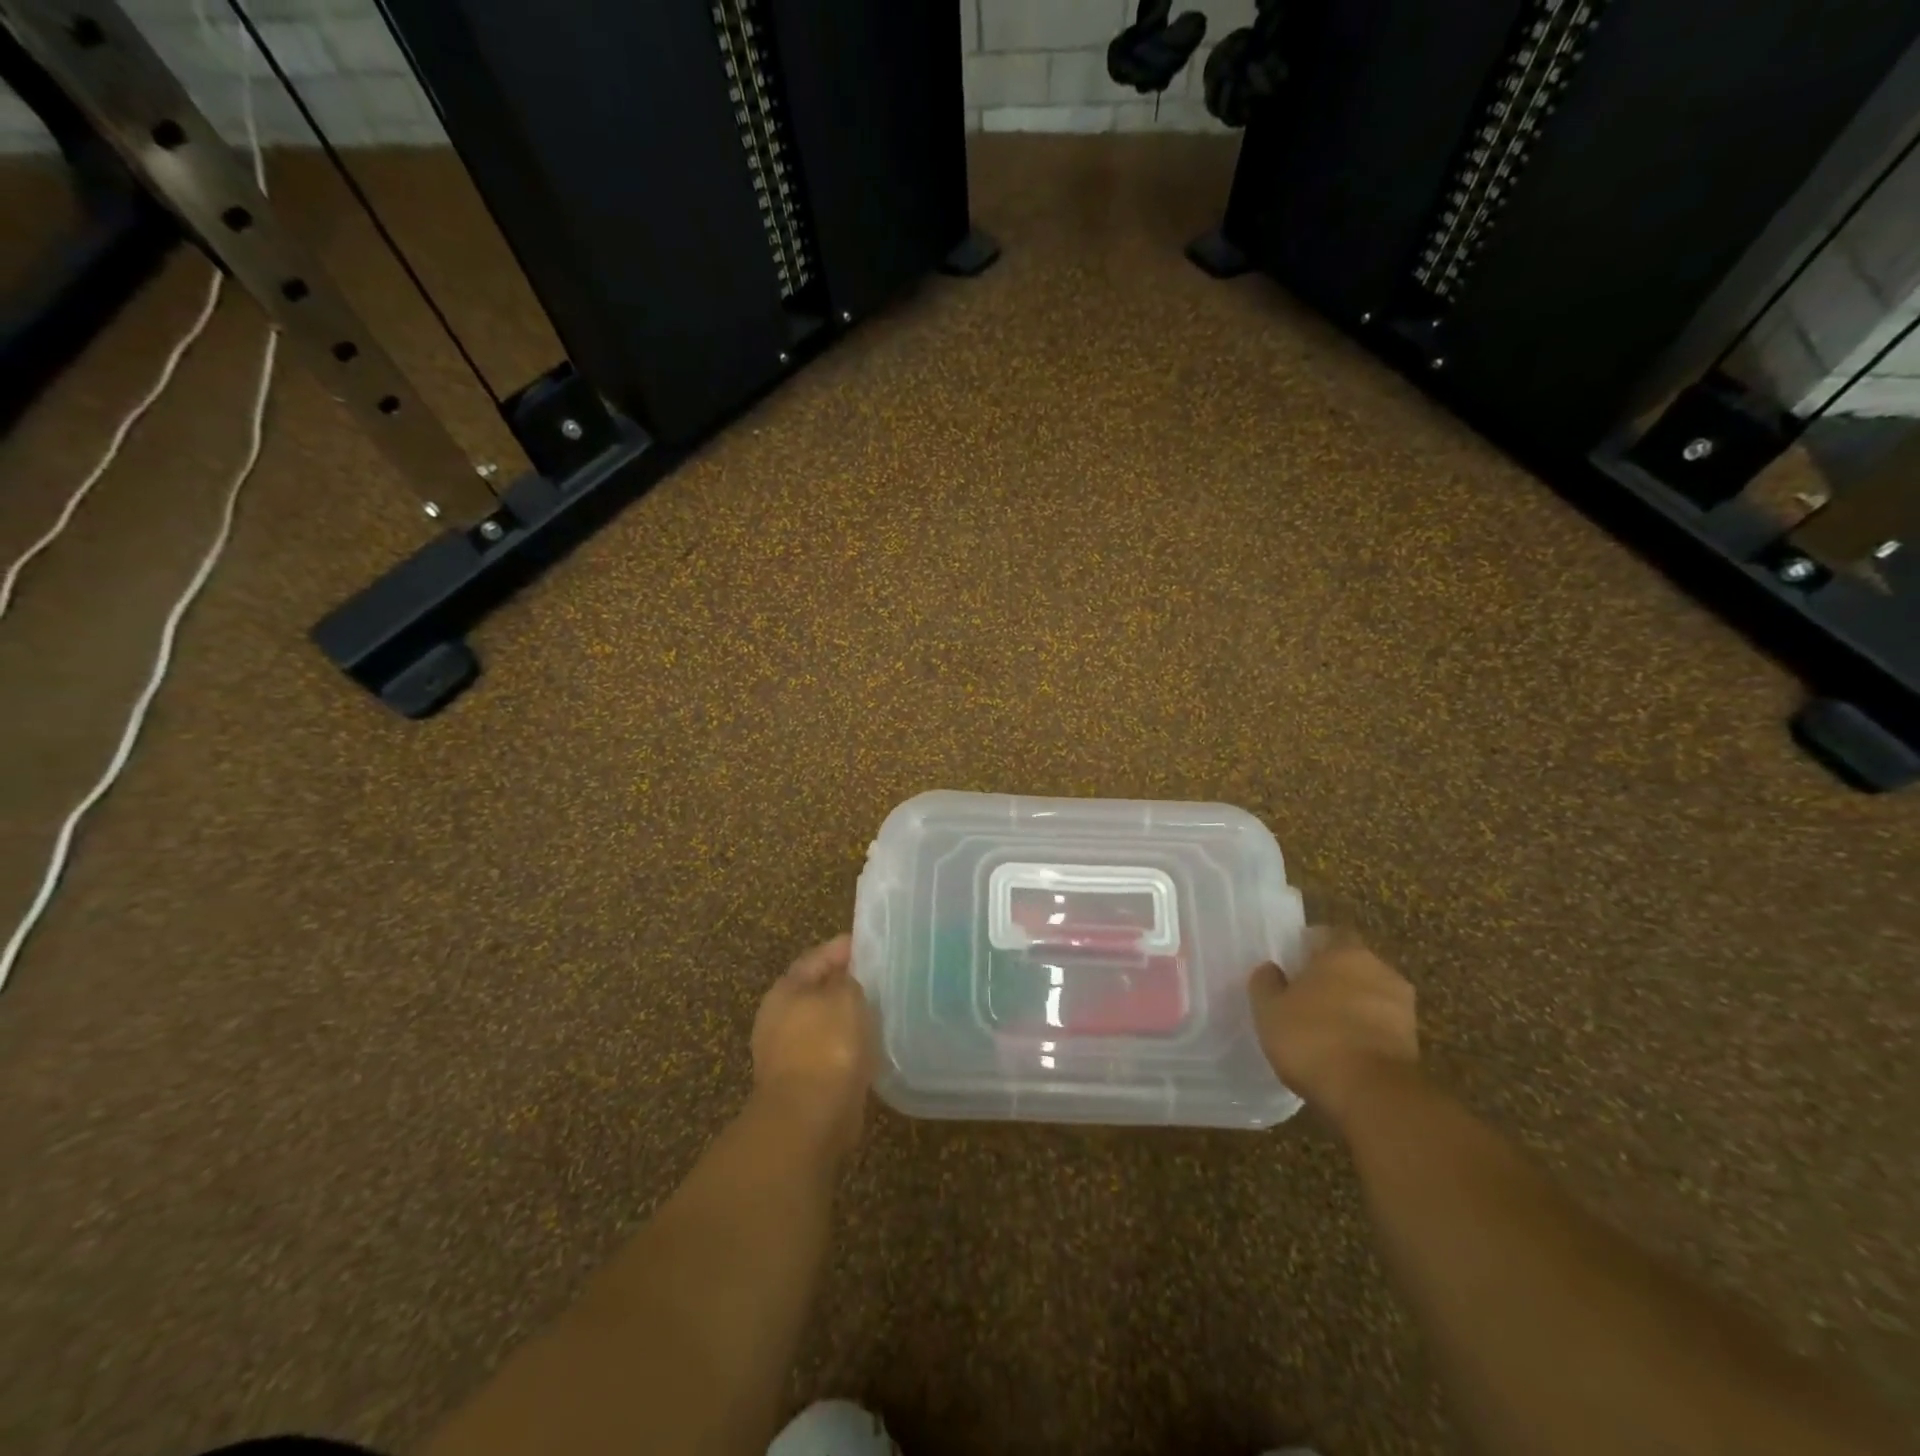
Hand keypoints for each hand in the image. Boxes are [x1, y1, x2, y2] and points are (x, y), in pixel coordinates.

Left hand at [751, 934, 874, 1157]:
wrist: (809, 1118)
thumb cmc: (826, 1045)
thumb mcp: (845, 996)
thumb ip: (850, 979)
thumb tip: (849, 979)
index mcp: (785, 991)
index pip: (815, 958)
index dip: (841, 948)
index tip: (867, 943)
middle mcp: (780, 1019)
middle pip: (816, 991)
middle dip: (844, 983)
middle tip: (877, 976)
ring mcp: (788, 1053)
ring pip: (825, 1024)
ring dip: (848, 1017)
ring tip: (880, 1009)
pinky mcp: (804, 1082)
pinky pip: (831, 1053)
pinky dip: (849, 1046)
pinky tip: (872, 1045)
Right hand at [1249, 929, 1418, 1128]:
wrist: (1370, 1095)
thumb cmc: (1312, 1037)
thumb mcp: (1269, 1009)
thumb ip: (1267, 983)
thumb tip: (1271, 969)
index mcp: (1345, 952)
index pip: (1329, 934)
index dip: (1310, 946)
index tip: (1293, 963)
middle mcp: (1380, 970)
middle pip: (1353, 965)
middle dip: (1333, 977)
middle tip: (1306, 995)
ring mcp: (1403, 1008)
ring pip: (1370, 996)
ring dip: (1352, 1006)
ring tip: (1324, 1027)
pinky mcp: (1414, 1044)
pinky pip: (1381, 1027)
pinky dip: (1365, 1033)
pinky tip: (1343, 1051)